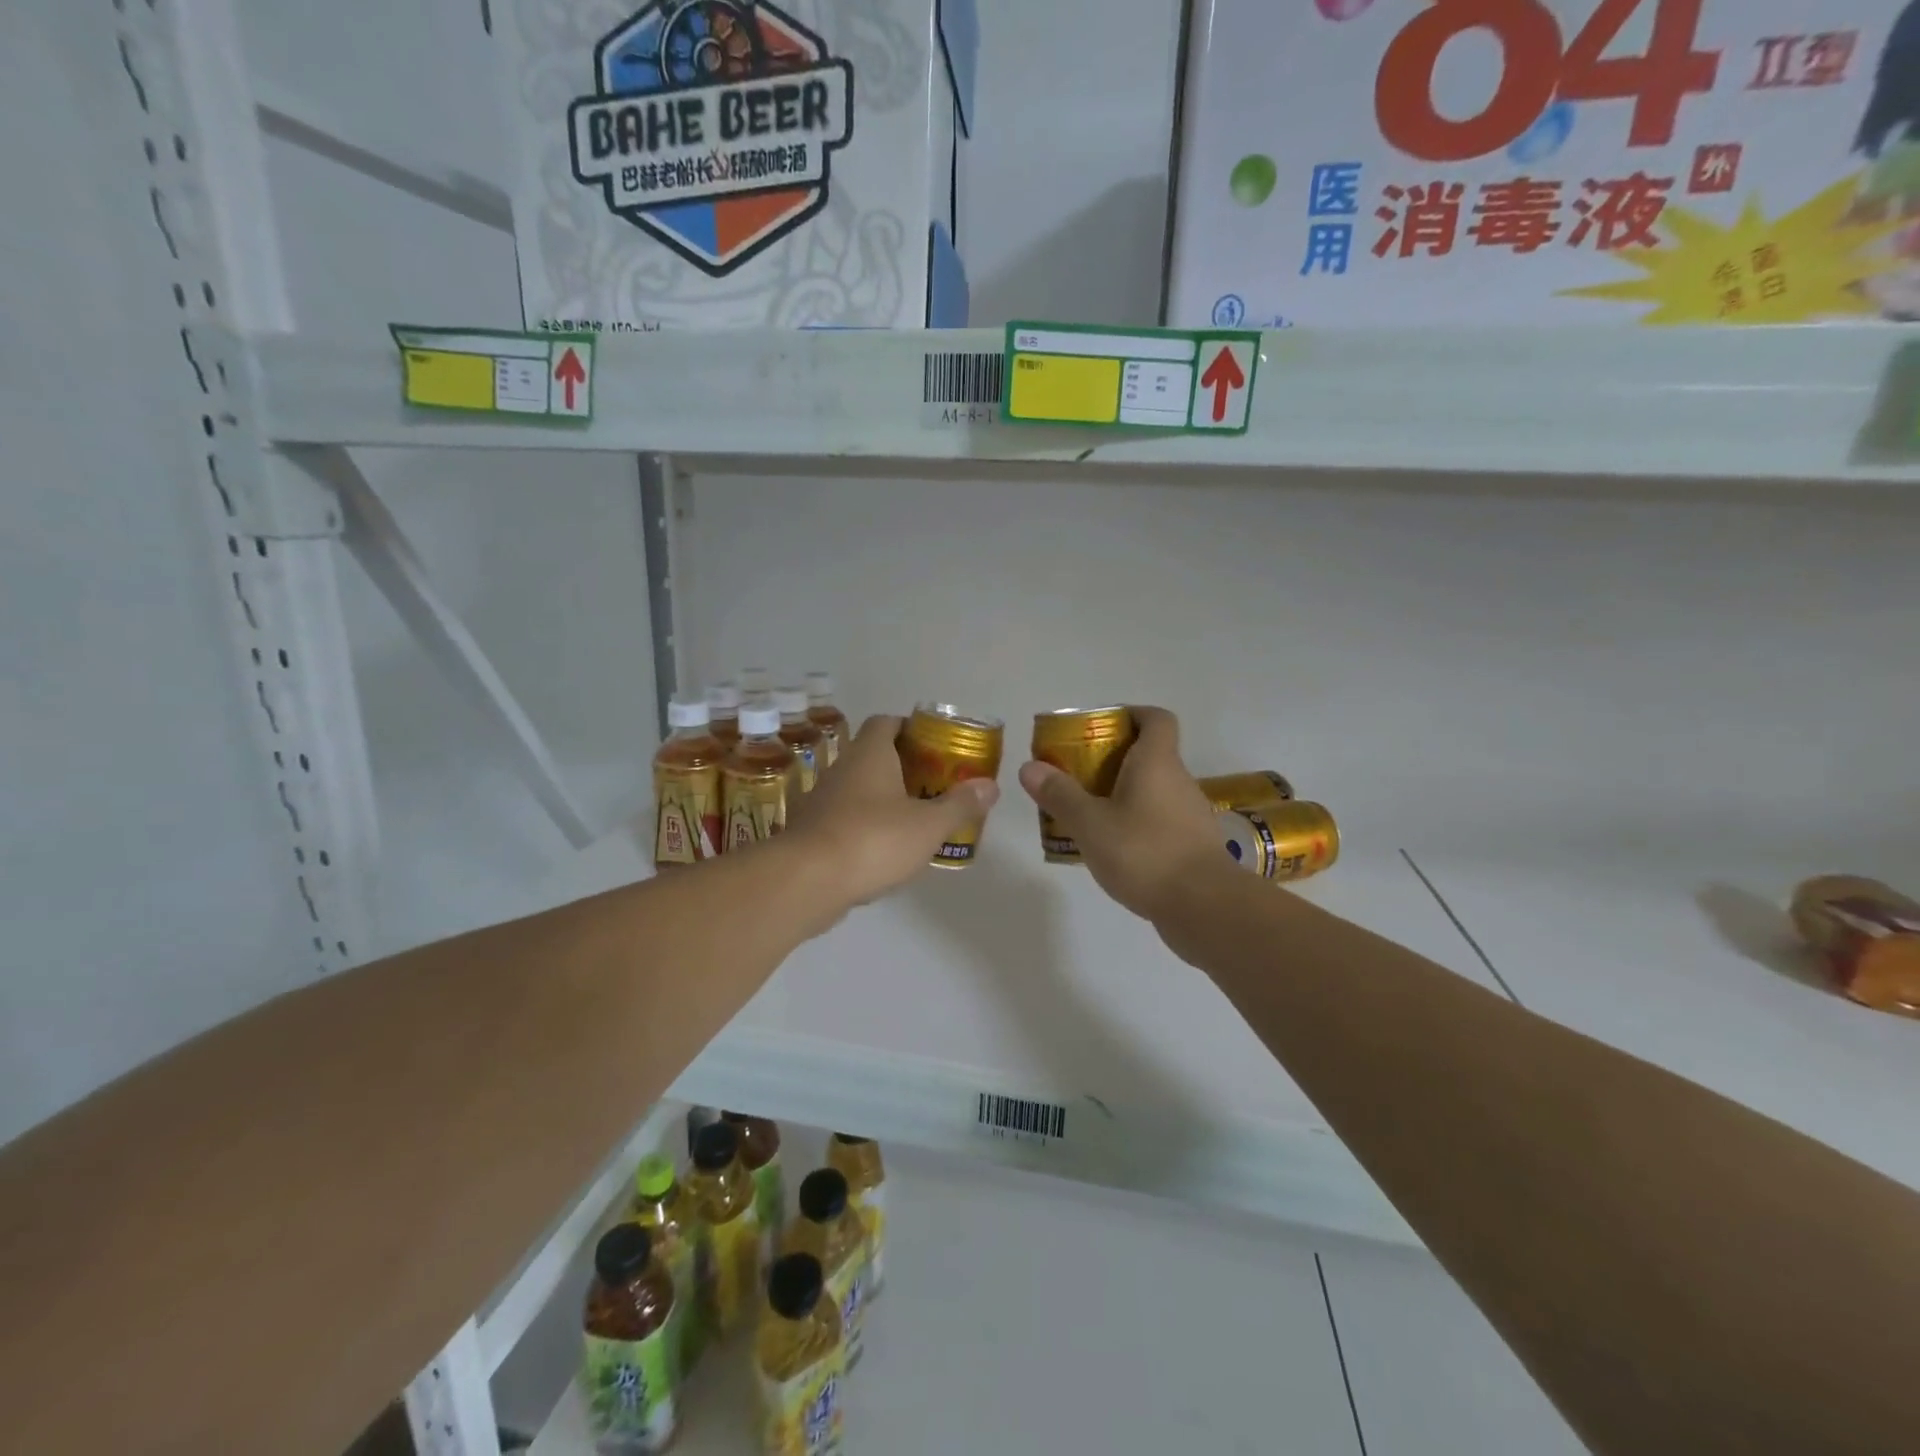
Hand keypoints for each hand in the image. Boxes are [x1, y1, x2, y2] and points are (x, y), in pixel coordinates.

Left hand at [785, 714, 1000, 906]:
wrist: (806, 881)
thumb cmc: (873, 840)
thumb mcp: (928, 825)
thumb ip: (960, 805)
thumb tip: (990, 786)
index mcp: (869, 754)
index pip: (887, 722)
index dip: (911, 728)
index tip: (936, 745)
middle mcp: (843, 769)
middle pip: (875, 756)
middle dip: (906, 767)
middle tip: (937, 784)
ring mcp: (823, 801)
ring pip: (860, 789)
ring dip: (886, 798)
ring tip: (918, 818)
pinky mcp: (814, 832)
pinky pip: (847, 819)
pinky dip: (868, 827)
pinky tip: (888, 850)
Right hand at [1017, 705, 1223, 923]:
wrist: (1204, 907)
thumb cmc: (1144, 853)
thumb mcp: (1090, 824)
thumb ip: (1060, 794)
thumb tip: (1029, 766)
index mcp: (1157, 762)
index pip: (1156, 719)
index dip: (1132, 714)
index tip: (1102, 726)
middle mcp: (1178, 781)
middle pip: (1149, 755)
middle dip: (1113, 760)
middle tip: (1077, 775)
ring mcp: (1189, 815)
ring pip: (1152, 791)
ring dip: (1122, 795)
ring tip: (1086, 814)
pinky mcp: (1192, 846)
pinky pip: (1159, 822)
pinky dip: (1135, 825)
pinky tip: (1111, 849)